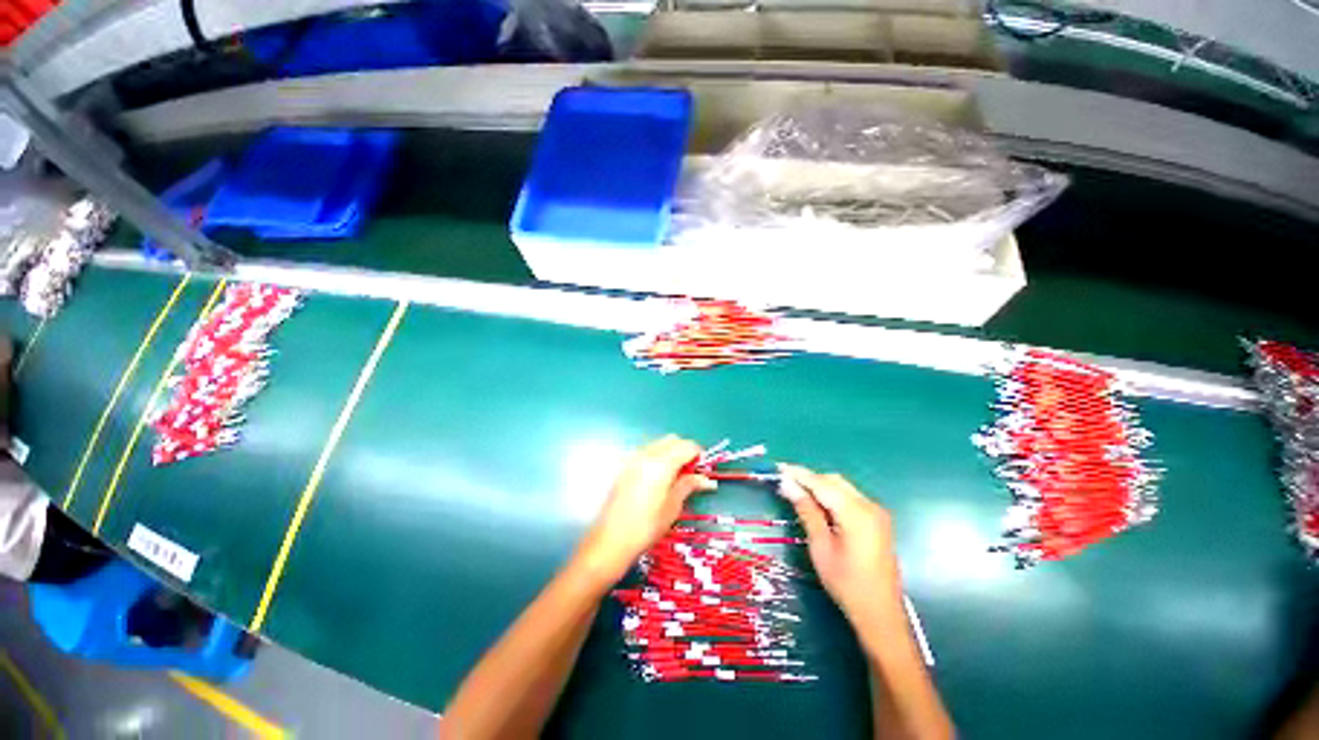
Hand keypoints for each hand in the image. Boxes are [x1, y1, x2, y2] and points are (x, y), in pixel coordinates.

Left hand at [576, 436, 714, 582]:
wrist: (611, 539)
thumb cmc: (646, 527)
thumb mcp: (673, 507)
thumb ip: (688, 485)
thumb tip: (705, 479)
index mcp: (662, 463)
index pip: (687, 446)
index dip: (698, 455)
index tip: (702, 469)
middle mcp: (646, 454)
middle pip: (672, 440)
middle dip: (684, 451)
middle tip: (690, 472)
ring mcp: (633, 458)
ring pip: (658, 444)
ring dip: (670, 452)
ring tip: (674, 476)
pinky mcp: (624, 466)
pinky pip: (645, 452)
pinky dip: (656, 457)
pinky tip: (657, 478)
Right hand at [778, 464, 902, 624]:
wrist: (880, 614)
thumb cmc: (846, 583)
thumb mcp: (820, 546)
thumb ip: (806, 511)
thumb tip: (788, 485)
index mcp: (856, 513)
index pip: (822, 484)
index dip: (799, 474)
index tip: (780, 468)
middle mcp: (870, 506)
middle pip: (834, 481)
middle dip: (810, 479)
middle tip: (786, 484)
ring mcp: (877, 513)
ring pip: (843, 488)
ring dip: (821, 487)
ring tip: (798, 494)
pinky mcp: (878, 521)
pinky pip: (851, 498)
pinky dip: (833, 497)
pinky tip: (819, 506)